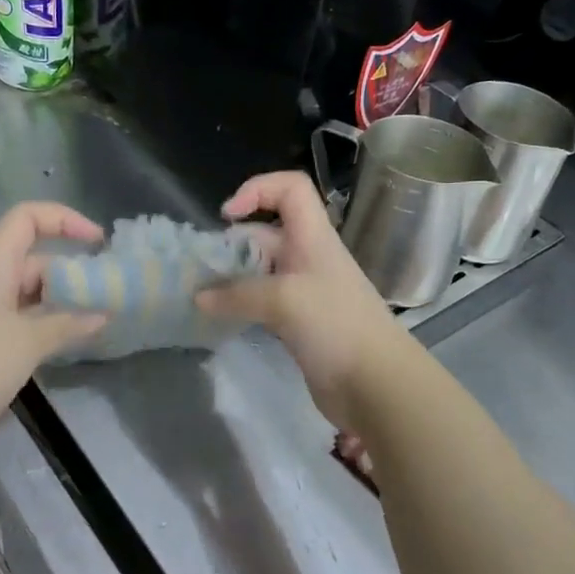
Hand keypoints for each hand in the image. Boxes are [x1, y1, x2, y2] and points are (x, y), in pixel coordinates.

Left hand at [0, 202, 107, 453]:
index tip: (97, 242)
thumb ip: (70, 322)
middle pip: (29, 256)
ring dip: (57, 298)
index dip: (65, 220)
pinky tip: (65, 336)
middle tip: (104, 291)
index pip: (27, 218)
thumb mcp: (31, 341)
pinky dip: (40, 318)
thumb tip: (103, 314)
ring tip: (94, 314)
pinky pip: (13, 312)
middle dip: (68, 270)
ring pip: (23, 288)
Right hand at [196, 172, 412, 429]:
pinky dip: (242, 306)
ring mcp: (305, 292)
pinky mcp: (300, 324)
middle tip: (203, 268)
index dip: (258, 189)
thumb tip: (199, 297)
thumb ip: (237, 295)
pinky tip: (222, 319)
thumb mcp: (283, 301)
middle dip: (233, 244)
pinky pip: (264, 304)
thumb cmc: (335, 326)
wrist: (375, 384)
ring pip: (262, 271)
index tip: (227, 216)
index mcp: (313, 238)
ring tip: (203, 294)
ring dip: (233, 278)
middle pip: (267, 233)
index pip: (291, 189)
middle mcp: (308, 258)